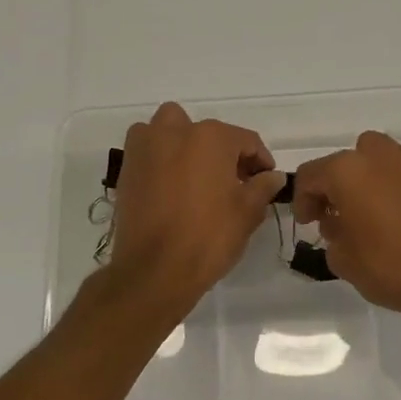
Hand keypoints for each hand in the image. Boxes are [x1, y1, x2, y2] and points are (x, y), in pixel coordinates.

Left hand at [107, 103, 285, 317]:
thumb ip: (263, 187)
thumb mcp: (248, 212)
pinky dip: (161, 158)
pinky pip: (148, 150)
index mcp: (211, 138)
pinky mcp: (127, 169)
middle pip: (208, 132)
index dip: (261, 161)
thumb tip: (272, 177)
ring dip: (185, 142)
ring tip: (197, 175)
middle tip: (234, 180)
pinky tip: (172, 186)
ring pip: (169, 129)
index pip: (246, 140)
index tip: (266, 181)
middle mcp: (176, 132)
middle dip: (223, 150)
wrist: (154, 270)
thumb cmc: (209, 237)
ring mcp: (146, 148)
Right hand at [291, 132, 400, 324]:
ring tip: (377, 213)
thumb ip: (331, 234)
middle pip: (350, 159)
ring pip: (383, 160)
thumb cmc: (391, 266)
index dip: (304, 200)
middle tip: (342, 213)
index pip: (311, 175)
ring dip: (373, 181)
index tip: (309, 223)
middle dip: (341, 182)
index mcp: (348, 171)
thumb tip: (339, 222)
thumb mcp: (343, 260)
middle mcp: (380, 156)